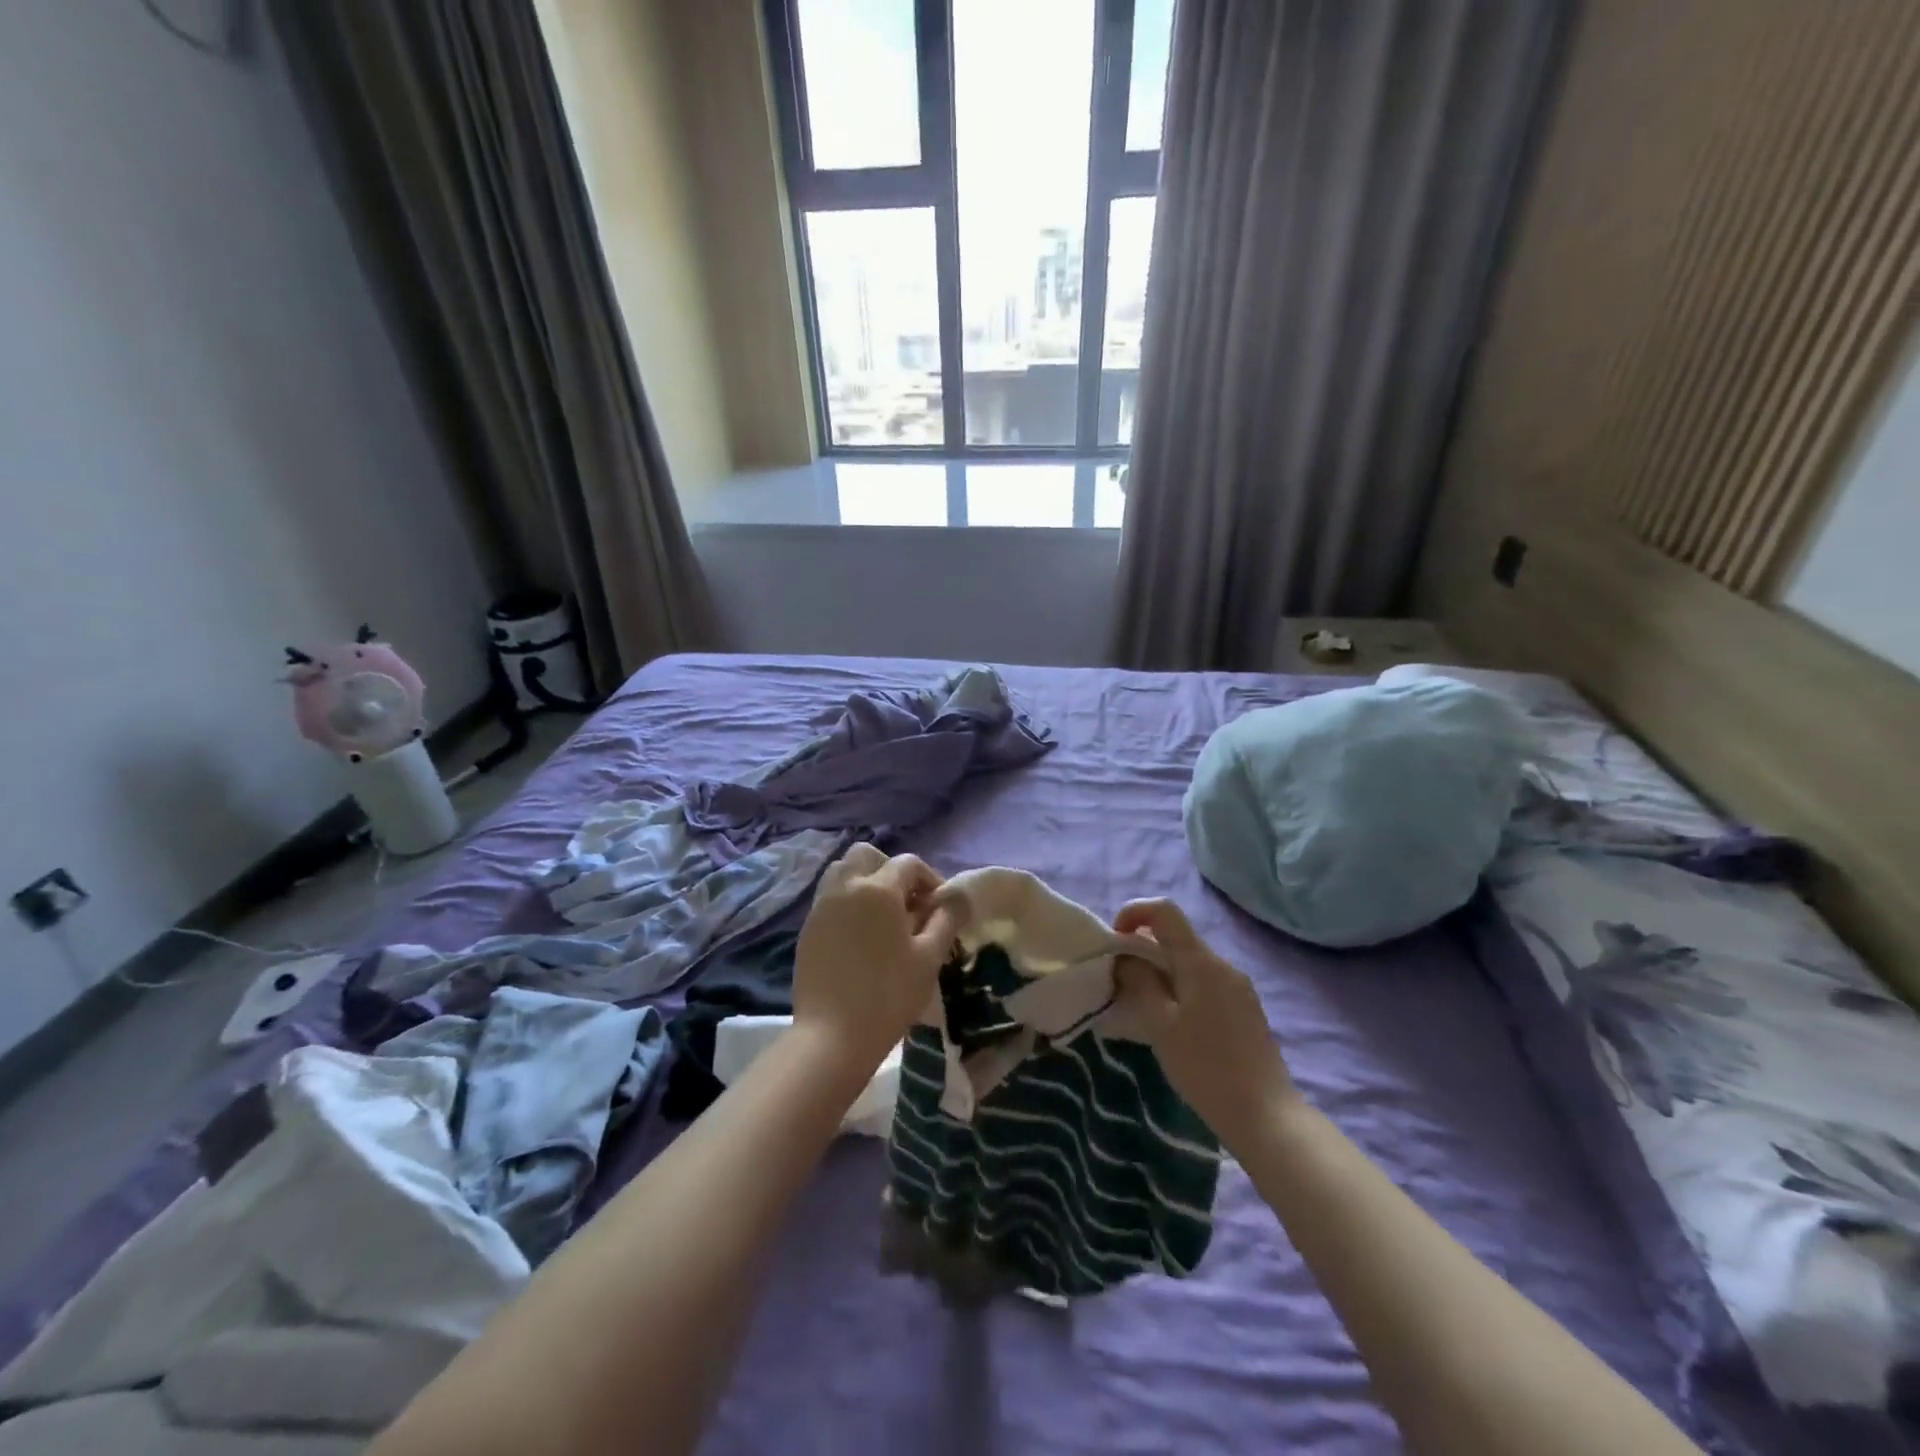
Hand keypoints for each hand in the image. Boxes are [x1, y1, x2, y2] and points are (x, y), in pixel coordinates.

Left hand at [791, 844, 958, 1073]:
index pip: (909, 863)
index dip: (930, 879)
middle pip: (867, 855)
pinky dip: (848, 904)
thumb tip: (959, 895)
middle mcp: (845, 887)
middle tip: (909, 904)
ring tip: (883, 918)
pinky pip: (830, 899)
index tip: (941, 908)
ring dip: (866, 882)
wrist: (832, 1037)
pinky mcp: (808, 929)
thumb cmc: (889, 995)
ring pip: (843, 872)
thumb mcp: (930, 957)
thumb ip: (947, 918)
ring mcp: (821, 907)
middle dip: (892, 870)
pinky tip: (861, 938)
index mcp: (878, 889)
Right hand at [1112, 899, 1297, 1150]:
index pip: (1165, 911)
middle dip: (1144, 949)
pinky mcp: (1246, 1009)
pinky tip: (1174, 1024)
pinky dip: (1181, 988)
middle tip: (1121, 980)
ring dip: (1162, 971)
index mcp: (1201, 962)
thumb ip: (1139, 982)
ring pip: (1190, 963)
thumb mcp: (1159, 1025)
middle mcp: (1223, 965)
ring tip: (1143, 1006)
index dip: (1134, 912)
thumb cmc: (1205, 1068)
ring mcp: (1239, 987)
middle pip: (1177, 938)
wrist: (1266, 1115)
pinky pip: (1205, 983)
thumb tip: (1126, 957)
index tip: (1114, 939)